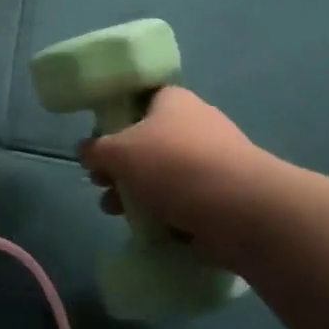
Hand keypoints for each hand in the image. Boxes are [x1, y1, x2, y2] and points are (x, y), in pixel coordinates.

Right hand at [78, 85, 282, 267]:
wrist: (242, 211)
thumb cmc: (174, 166)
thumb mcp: (118, 152)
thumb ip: (95, 150)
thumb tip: (86, 152)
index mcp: (174, 101)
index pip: (140, 99)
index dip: (116, 118)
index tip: (99, 141)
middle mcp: (197, 125)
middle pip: (147, 142)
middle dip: (120, 166)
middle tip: (101, 183)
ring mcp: (214, 162)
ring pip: (163, 175)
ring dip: (135, 193)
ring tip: (115, 212)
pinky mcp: (224, 196)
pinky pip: (184, 201)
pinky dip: (164, 214)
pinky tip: (147, 228)